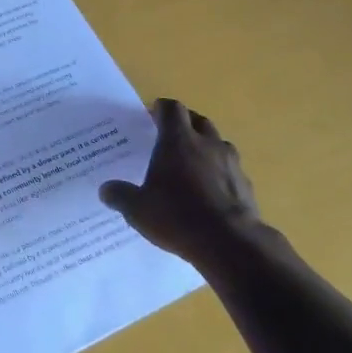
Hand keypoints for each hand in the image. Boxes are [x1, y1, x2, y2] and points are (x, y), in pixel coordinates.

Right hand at [99, 100, 261, 264]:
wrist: (230, 244)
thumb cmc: (177, 216)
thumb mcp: (137, 209)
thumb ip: (120, 195)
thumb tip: (105, 190)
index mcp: (178, 141)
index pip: (172, 109)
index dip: (161, 108)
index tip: (151, 114)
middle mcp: (207, 144)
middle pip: (198, 120)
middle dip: (185, 123)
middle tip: (170, 136)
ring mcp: (231, 164)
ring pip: (219, 143)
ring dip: (206, 147)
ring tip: (193, 163)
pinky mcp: (246, 186)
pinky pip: (231, 170)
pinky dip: (221, 173)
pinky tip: (211, 192)